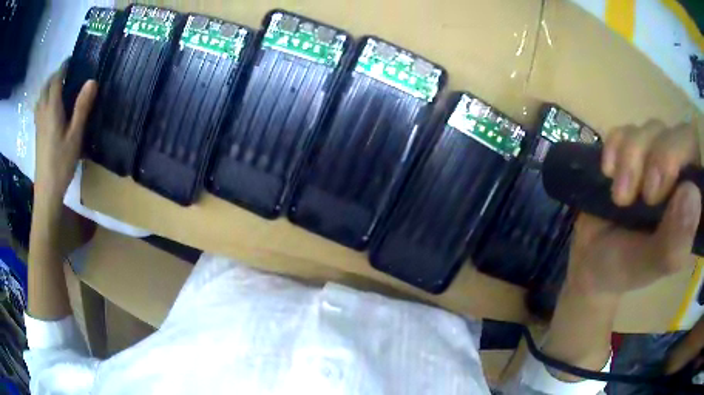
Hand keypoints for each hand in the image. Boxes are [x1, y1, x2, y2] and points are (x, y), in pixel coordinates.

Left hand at [34, 64, 97, 210]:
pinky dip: (43, 100)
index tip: (71, 60)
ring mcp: (38, 124)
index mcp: (52, 109)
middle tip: (65, 72)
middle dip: (54, 76)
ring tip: (56, 86)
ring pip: (40, 98)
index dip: (63, 68)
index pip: (56, 81)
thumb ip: (82, 107)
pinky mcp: (37, 134)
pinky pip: (38, 109)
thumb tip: (91, 80)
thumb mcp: (75, 136)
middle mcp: (43, 113)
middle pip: (45, 87)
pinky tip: (48, 107)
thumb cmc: (61, 163)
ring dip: (47, 87)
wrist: (46, 190)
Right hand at [567, 120, 701, 296]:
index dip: (686, 160)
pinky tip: (608, 172)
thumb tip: (693, 194)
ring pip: (654, 130)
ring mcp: (657, 159)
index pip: (701, 160)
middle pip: (679, 136)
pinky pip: (627, 128)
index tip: (664, 192)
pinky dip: (616, 146)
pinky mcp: (634, 151)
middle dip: (659, 158)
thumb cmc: (624, 268)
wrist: (591, 259)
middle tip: (644, 196)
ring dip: (632, 158)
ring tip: (620, 197)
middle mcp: (681, 176)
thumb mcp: (649, 265)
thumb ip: (674, 242)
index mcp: (693, 207)